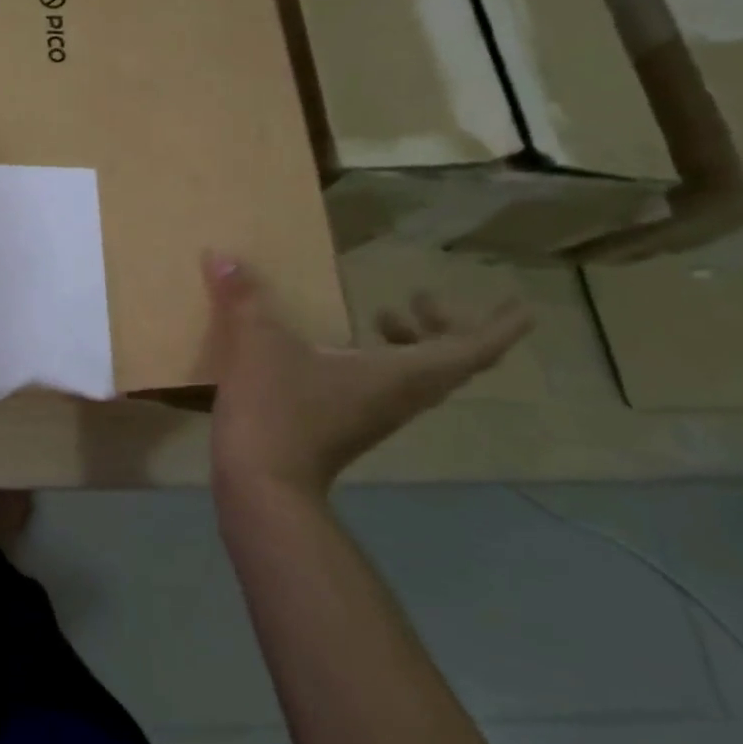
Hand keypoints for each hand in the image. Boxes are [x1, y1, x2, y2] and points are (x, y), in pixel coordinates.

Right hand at [202, 251, 531, 503]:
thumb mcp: (259, 344)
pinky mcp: (344, 427)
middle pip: (446, 363)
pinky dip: (375, 360)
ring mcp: (371, 416)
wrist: (262, 486)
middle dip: (442, 326)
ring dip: (408, 344)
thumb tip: (223, 257)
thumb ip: (246, 298)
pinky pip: (381, 387)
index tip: (519, 305)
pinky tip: (331, 350)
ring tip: (377, 316)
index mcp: (399, 374)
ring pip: (414, 377)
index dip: (497, 326)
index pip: (470, 349)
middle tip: (419, 297)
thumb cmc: (278, 411)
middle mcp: (397, 396)